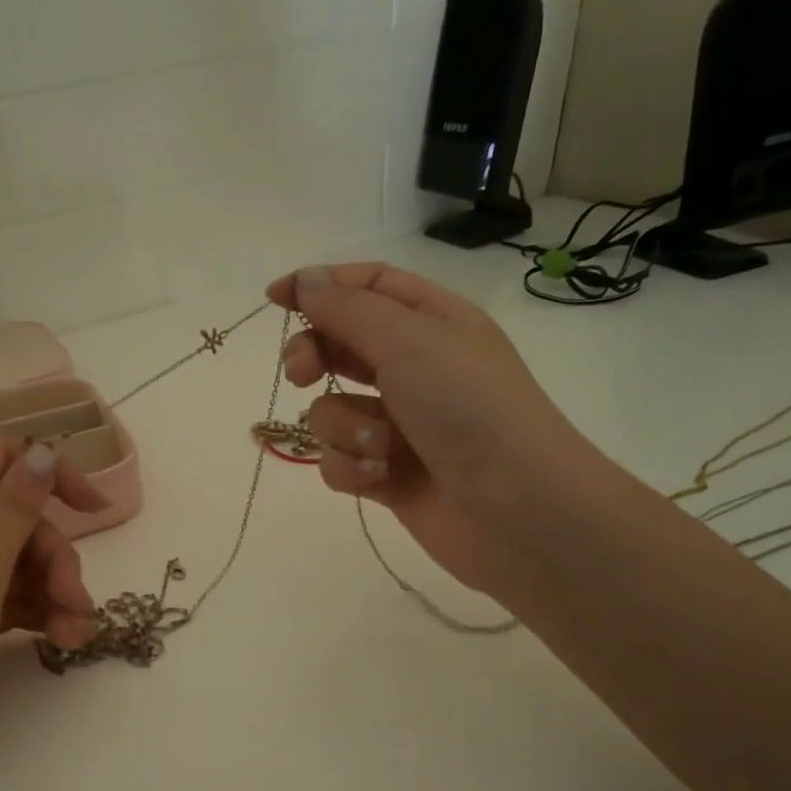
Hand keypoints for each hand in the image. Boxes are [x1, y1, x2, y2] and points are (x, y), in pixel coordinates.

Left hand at [0, 438, 104, 782]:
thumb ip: (13, 511)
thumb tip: (42, 452)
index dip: (50, 474)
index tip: (95, 511)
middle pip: (18, 519)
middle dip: (55, 557)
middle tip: (76, 601)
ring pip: (20, 561)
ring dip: (56, 591)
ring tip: (76, 634)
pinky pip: (11, 596)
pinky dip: (40, 612)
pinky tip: (64, 639)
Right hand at [268, 263, 598, 596]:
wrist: (516, 509)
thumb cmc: (469, 408)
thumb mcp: (410, 342)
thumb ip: (348, 310)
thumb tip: (306, 280)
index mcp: (432, 323)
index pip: (366, 287)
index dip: (319, 287)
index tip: (274, 299)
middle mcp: (414, 369)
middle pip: (340, 347)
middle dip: (314, 359)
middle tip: (302, 374)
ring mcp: (398, 425)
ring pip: (332, 411)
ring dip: (345, 428)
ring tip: (381, 446)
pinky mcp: (385, 475)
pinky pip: (339, 460)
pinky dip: (351, 467)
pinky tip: (378, 478)